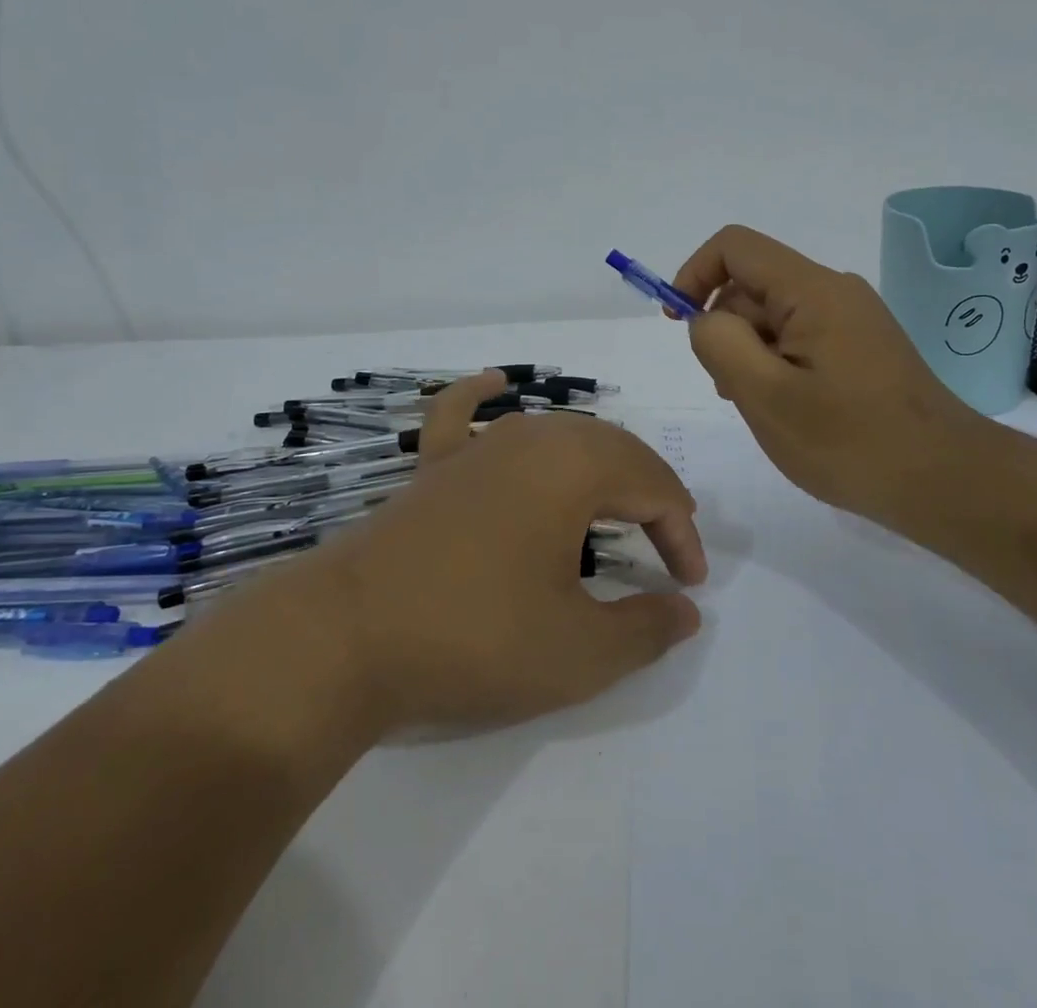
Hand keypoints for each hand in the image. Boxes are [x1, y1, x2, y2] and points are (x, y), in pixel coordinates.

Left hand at [248, 373, 706, 734]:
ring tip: (618, 502)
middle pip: (613, 450)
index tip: (689, 584)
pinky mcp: (434, 465)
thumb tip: (686, 610)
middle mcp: (531, 437)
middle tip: (667, 544)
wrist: (347, 636)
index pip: (653, 486)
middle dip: (650, 493)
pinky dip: (482, 397)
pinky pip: (464, 415)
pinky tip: (497, 384)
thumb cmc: (475, 637)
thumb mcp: (578, 651)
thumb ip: (646, 629)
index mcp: (574, 466)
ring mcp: (477, 445)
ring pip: (557, 434)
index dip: (681, 532)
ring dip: (598, 463)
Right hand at [674, 225, 988, 524]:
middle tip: (733, 390)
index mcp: (812, 290)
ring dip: (751, 353)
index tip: (679, 325)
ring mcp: (852, 318)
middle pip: (754, 284)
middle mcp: (834, 290)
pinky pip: (801, 337)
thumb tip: (706, 320)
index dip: (695, 274)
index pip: (735, 246)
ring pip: (775, 316)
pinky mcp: (862, 345)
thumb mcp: (766, 396)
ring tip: (765, 408)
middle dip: (725, 328)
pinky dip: (778, 364)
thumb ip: (720, 345)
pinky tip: (790, 410)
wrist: (946, 481)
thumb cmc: (850, 442)